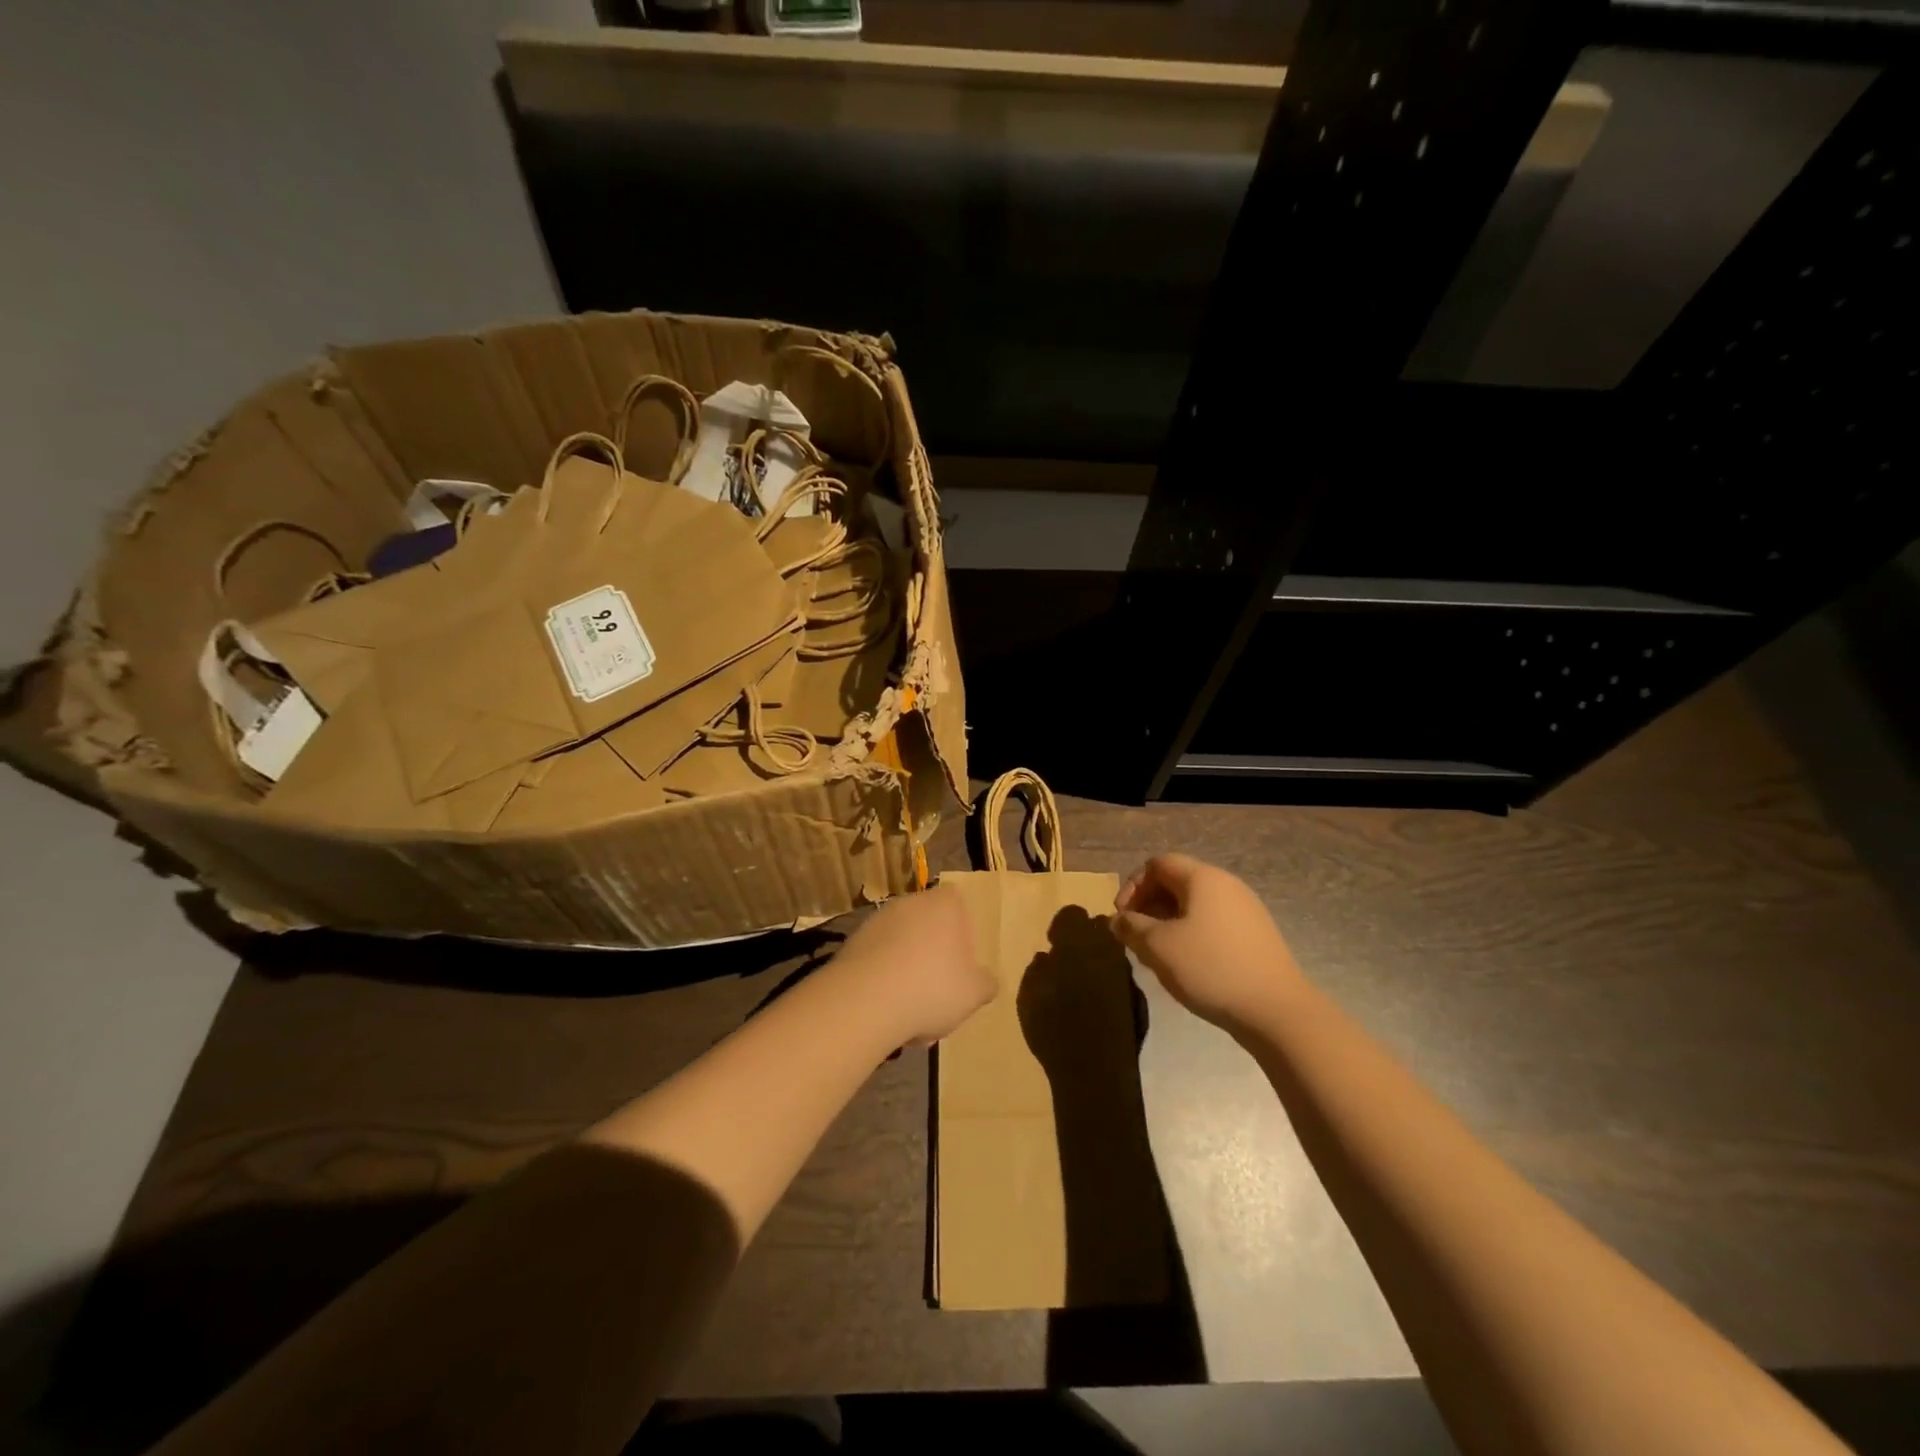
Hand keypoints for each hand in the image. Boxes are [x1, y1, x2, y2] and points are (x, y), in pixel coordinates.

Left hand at [832, 885, 995, 1044]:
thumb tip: (986, 980)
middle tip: (939, 987)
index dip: (962, 928)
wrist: (865, 1001)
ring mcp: (877, 920)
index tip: (963, 959)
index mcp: (944, 904)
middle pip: (928, 923)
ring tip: (911, 1008)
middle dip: (933, 951)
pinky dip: (882, 977)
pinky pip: (877, 959)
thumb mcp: (974, 992)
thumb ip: (985, 983)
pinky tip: (885, 1009)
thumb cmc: (932, 987)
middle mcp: (910, 902)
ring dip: (906, 966)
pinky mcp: (851, 943)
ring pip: (901, 943)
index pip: (958, 901)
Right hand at [1111, 854, 1305, 1032]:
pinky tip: (1187, 964)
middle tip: (1135, 936)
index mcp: (1203, 878)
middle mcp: (1226, 885)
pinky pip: (1213, 922)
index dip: (1132, 886)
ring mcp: (1246, 910)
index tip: (1122, 917)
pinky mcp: (1256, 935)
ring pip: (1194, 904)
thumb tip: (1118, 920)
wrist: (1277, 1011)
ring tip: (1157, 953)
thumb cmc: (1211, 968)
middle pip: (1177, 881)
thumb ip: (1132, 927)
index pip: (1158, 864)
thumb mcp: (1158, 947)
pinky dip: (1191, 933)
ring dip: (1168, 921)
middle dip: (1148, 905)